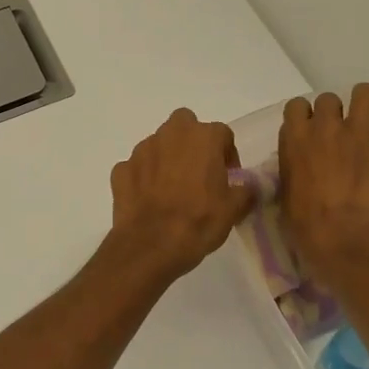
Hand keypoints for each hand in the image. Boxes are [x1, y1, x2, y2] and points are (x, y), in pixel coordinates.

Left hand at [108, 109, 254, 280]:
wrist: (152, 244)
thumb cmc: (199, 221)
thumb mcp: (234, 209)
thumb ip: (245, 190)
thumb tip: (247, 186)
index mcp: (202, 137)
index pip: (222, 134)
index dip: (227, 154)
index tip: (228, 177)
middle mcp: (170, 135)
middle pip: (184, 125)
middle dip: (192, 142)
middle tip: (198, 171)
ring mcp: (141, 150)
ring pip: (158, 144)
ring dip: (166, 158)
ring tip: (172, 189)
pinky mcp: (121, 169)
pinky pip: (137, 167)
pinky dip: (143, 177)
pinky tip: (149, 199)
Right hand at [278, 84, 368, 284]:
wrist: (345, 239)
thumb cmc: (306, 225)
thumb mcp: (285, 192)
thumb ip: (291, 167)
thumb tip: (299, 162)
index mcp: (296, 138)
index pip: (296, 105)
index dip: (304, 117)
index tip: (309, 132)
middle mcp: (326, 126)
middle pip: (328, 98)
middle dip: (333, 113)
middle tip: (340, 134)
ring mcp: (360, 131)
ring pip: (365, 92)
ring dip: (365, 104)